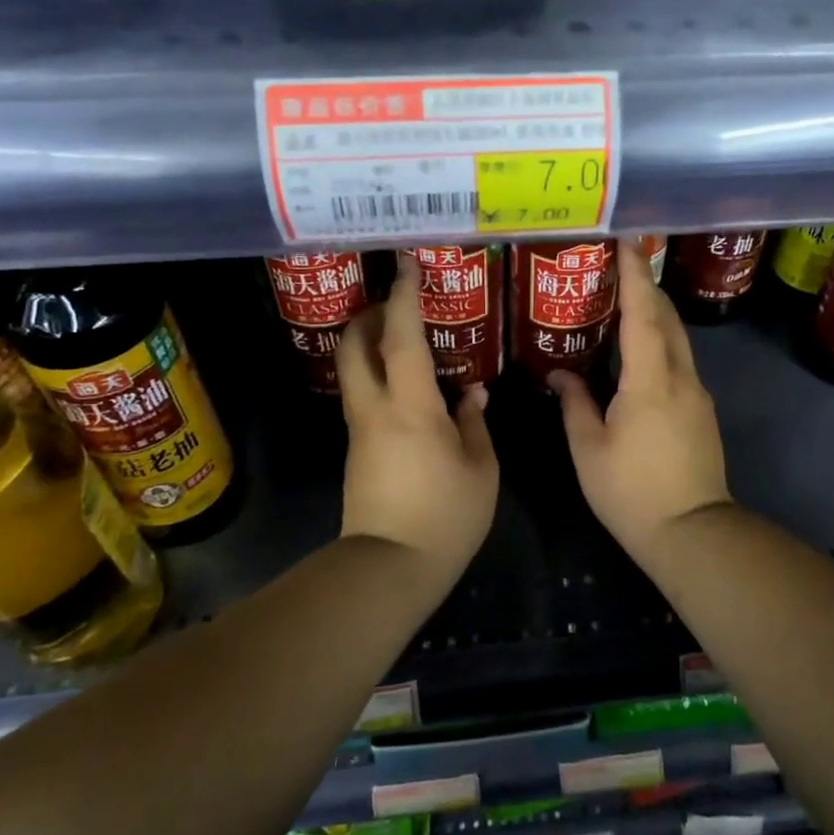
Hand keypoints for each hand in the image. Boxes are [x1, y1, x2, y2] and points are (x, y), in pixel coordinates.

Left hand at [335, 254, 497, 572]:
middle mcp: (375, 409)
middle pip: (353, 346)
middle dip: (368, 315)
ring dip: (370, 344)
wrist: (390, 569)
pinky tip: (411, 388)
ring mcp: (360, 430)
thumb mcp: (480, 468)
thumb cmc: (446, 516)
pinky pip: (363, 396)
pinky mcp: (356, 450)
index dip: (403, 298)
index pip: (400, 338)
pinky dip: (379, 375)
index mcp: (410, 407)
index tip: (406, 265)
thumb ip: (475, 422)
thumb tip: (471, 393)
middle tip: (397, 304)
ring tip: (405, 339)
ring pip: (353, 370)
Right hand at [548, 241, 732, 555]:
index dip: (634, 275)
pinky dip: (659, 341)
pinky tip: (638, 351)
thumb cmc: (632, 492)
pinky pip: (679, 360)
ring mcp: (697, 393)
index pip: (643, 314)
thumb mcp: (589, 449)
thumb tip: (560, 374)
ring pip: (677, 338)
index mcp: (650, 381)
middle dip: (646, 286)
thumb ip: (575, 404)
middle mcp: (681, 377)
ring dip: (654, 313)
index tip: (626, 242)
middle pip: (667, 317)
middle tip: (618, 266)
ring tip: (624, 301)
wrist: (693, 532)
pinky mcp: (702, 410)